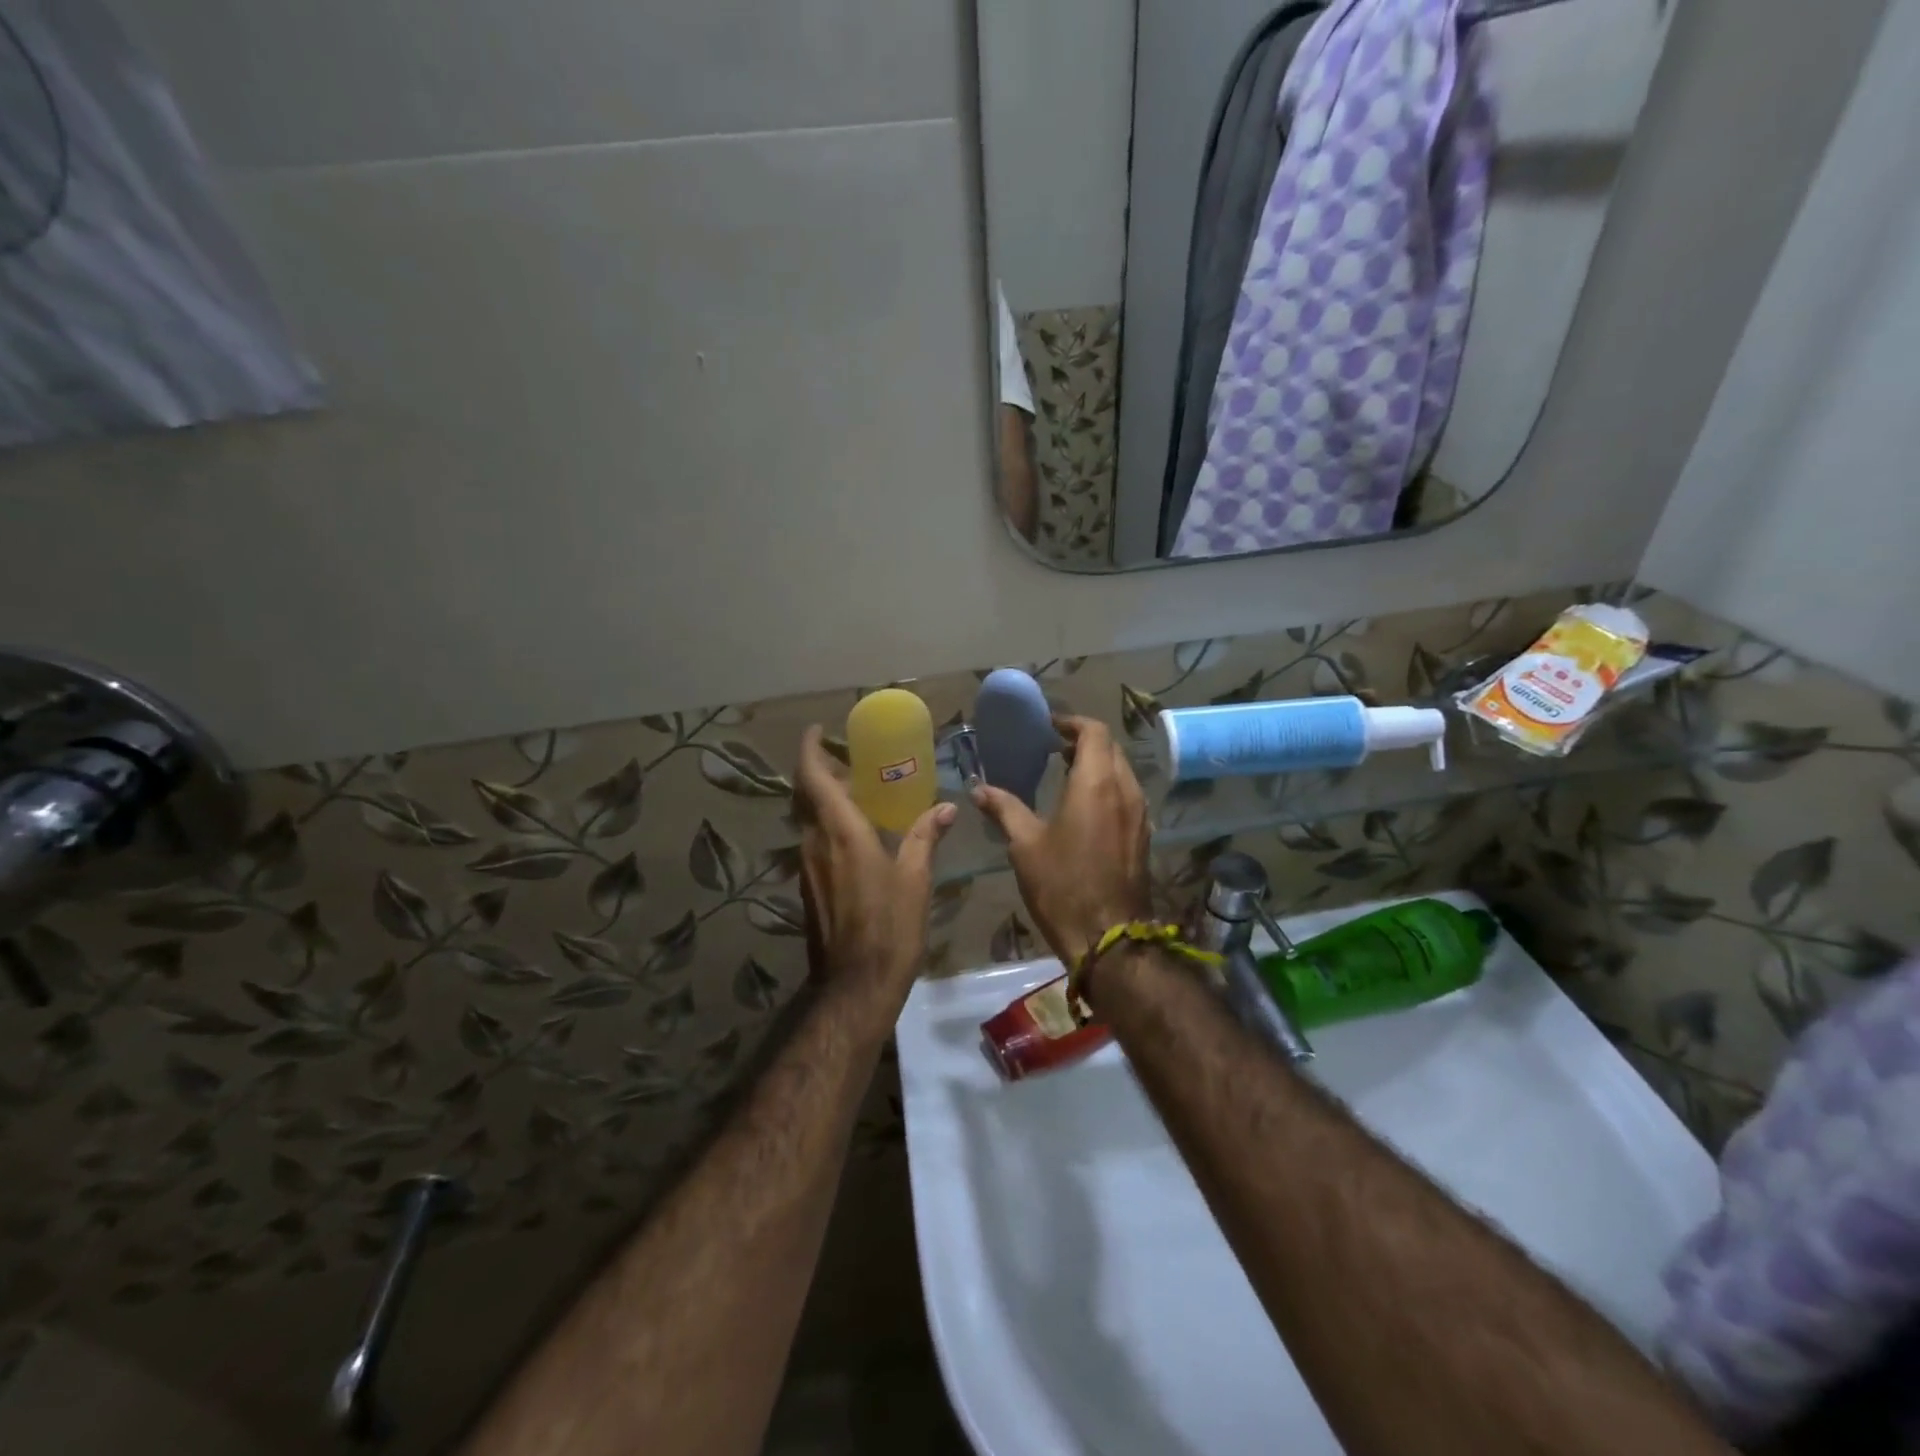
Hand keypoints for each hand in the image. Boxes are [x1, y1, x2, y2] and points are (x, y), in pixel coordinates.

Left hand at [794, 726, 955, 1033]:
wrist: (855, 986)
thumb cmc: (890, 928)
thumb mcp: (915, 879)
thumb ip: (924, 837)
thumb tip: (945, 808)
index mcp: (841, 833)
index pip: (813, 778)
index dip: (810, 749)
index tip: (818, 730)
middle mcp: (815, 843)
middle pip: (806, 795)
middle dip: (820, 771)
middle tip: (849, 760)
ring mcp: (807, 867)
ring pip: (808, 819)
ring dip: (824, 800)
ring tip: (859, 793)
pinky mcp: (808, 888)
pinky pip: (814, 842)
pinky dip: (828, 826)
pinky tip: (858, 836)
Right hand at [970, 715, 1151, 968]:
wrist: (1108, 938)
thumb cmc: (1063, 885)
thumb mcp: (1025, 845)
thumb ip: (1004, 808)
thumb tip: (979, 789)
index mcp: (1097, 783)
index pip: (1094, 732)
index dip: (1071, 723)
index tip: (1048, 727)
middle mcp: (1125, 790)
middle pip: (1110, 748)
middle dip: (1083, 742)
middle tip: (1051, 748)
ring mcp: (1139, 814)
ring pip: (1121, 771)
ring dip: (1096, 764)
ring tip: (1064, 773)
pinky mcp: (1143, 835)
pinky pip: (1126, 795)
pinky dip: (1106, 787)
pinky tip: (1082, 807)